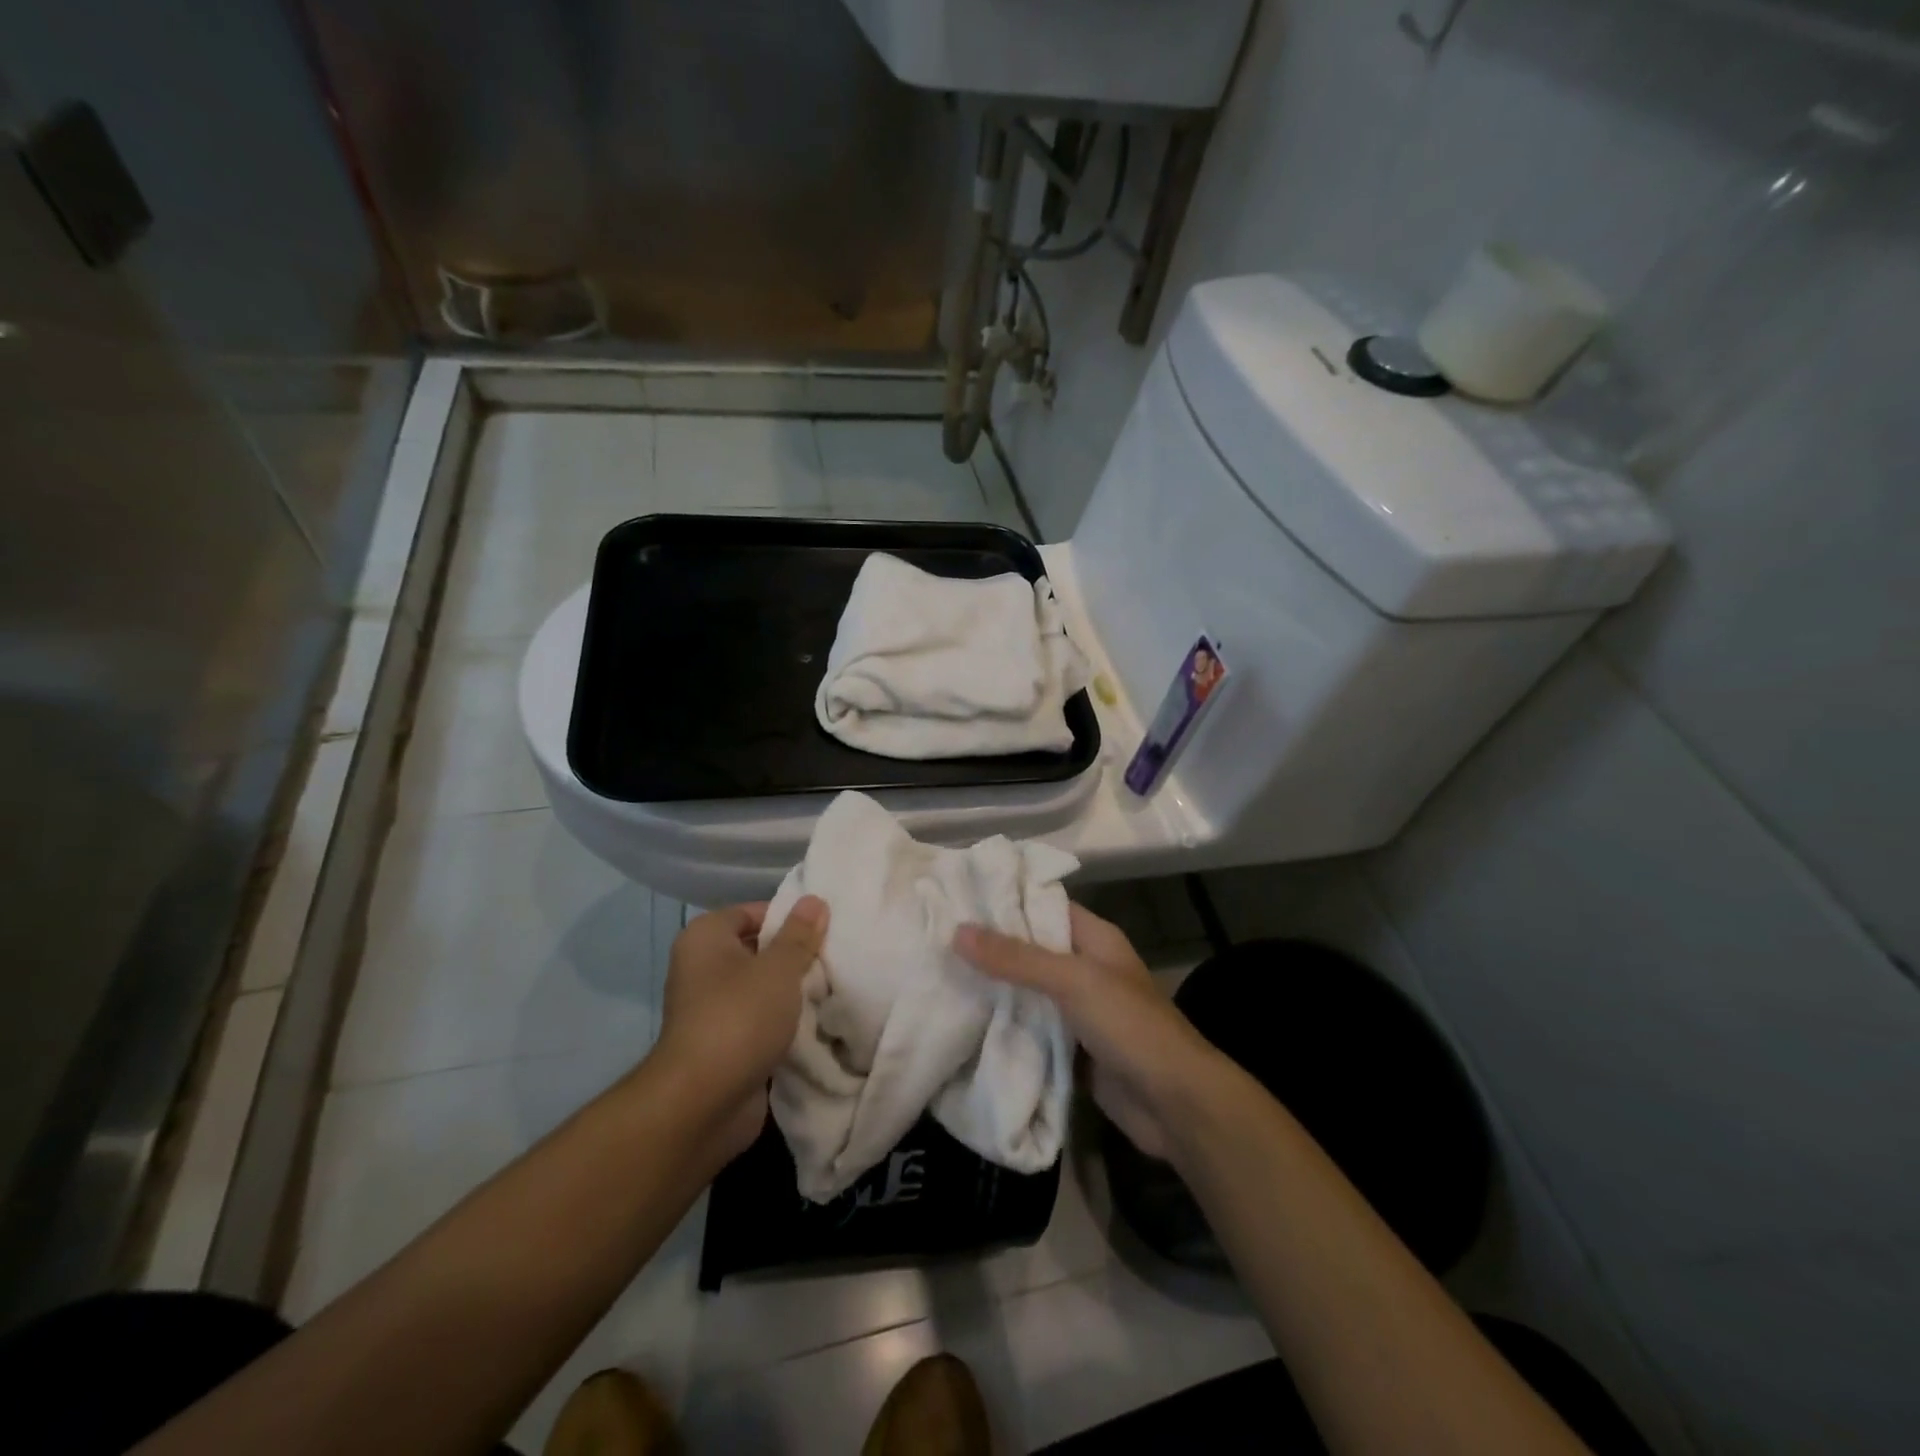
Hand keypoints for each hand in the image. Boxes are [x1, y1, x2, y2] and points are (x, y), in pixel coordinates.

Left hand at [652, 896, 828, 1158]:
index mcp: (705, 938)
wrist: (702, 1103)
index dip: (789, 918)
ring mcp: (711, 1009)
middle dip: (795, 956)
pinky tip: (818, 1023)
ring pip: (762, 989)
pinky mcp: (724, 1044)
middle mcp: (702, 968)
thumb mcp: (779, 968)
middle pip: (758, 950)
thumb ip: (799, 935)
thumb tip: (814, 900)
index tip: (825, 930)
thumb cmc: (739, 1017)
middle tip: (836, 958)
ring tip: (833, 989)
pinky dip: (784, 1023)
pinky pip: (761, 1021)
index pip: (753, 912)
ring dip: (792, 993)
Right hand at [953, 903, 1222, 1159]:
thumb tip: (957, 931)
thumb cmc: (1129, 1026)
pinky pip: (1031, 1030)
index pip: (1043, 906)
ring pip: (1028, 992)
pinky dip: (1006, 1027)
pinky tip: (965, 1023)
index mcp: (1095, 938)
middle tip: (936, 941)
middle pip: (1031, 950)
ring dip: (994, 990)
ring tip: (939, 977)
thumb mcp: (1072, 981)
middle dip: (990, 949)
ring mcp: (1079, 1011)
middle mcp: (1086, 968)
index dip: (1005, 901)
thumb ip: (1016, 958)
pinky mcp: (1071, 1049)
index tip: (957, 898)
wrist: (1175, 1105)